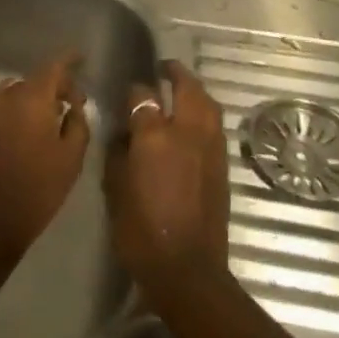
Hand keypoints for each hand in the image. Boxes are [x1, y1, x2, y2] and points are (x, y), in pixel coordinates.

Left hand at [0, 55, 90, 268]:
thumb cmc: (35, 190)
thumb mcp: (70, 159)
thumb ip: (78, 125)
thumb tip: (74, 107)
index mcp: (31, 99)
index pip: (52, 67)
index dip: (68, 61)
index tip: (80, 59)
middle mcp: (3, 98)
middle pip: (31, 81)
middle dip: (51, 87)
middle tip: (69, 105)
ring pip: (11, 96)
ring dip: (29, 102)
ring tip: (44, 123)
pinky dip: (12, 116)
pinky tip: (21, 138)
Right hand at [104, 60, 229, 302]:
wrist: (187, 269)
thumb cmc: (140, 230)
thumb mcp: (115, 187)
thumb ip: (119, 151)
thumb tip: (125, 133)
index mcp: (155, 135)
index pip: (143, 96)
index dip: (134, 91)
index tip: (128, 93)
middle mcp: (187, 132)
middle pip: (187, 88)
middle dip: (176, 74)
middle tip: (164, 68)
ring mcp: (210, 148)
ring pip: (208, 104)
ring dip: (195, 91)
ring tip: (182, 89)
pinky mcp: (222, 165)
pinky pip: (215, 126)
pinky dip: (205, 113)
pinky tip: (194, 121)